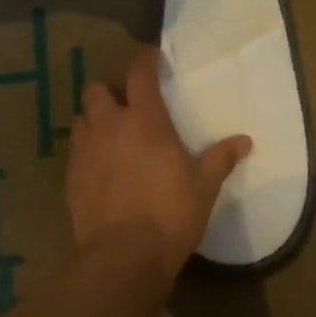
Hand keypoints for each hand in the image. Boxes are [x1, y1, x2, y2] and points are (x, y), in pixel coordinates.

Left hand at [67, 48, 251, 279]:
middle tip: (129, 108)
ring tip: (112, 136)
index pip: (139, 74)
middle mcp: (109, 127)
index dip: (145, 61)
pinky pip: (75, 150)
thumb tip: (245, 141)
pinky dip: (87, 150)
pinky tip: (101, 168)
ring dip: (95, 119)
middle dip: (111, 92)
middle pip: (97, 90)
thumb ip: (221, 159)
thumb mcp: (204, 187)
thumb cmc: (171, 215)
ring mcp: (85, 151)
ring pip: (82, 118)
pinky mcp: (70, 177)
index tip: (154, 61)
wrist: (123, 255)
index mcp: (145, 121)